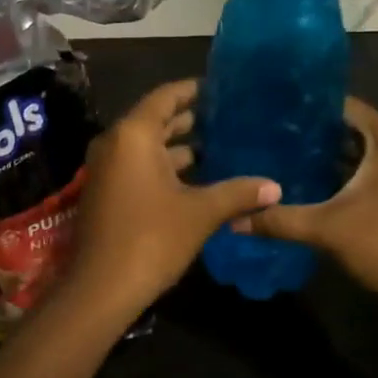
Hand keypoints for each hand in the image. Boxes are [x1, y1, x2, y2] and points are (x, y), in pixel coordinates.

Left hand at [64, 79, 279, 317]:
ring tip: (220, 145)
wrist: (101, 288)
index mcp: (134, 135)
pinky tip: (199, 177)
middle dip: (191, 119)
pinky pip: (139, 164)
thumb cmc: (151, 238)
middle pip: (156, 119)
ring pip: (148, 145)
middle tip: (228, 117)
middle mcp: (115, 142)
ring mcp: (107, 168)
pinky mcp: (107, 190)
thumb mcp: (200, 213)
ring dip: (180, 145)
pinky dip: (166, 165)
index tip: (222, 89)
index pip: (166, 97)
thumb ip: (238, 193)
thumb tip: (276, 187)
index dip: (194, 90)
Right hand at [236, 96, 377, 310]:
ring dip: (322, 154)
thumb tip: (234, 221)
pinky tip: (301, 183)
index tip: (273, 104)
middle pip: (348, 128)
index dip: (311, 103)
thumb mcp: (327, 228)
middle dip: (311, 130)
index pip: (345, 105)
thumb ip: (279, 220)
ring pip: (354, 153)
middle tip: (267, 129)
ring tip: (277, 152)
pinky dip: (335, 175)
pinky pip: (360, 173)